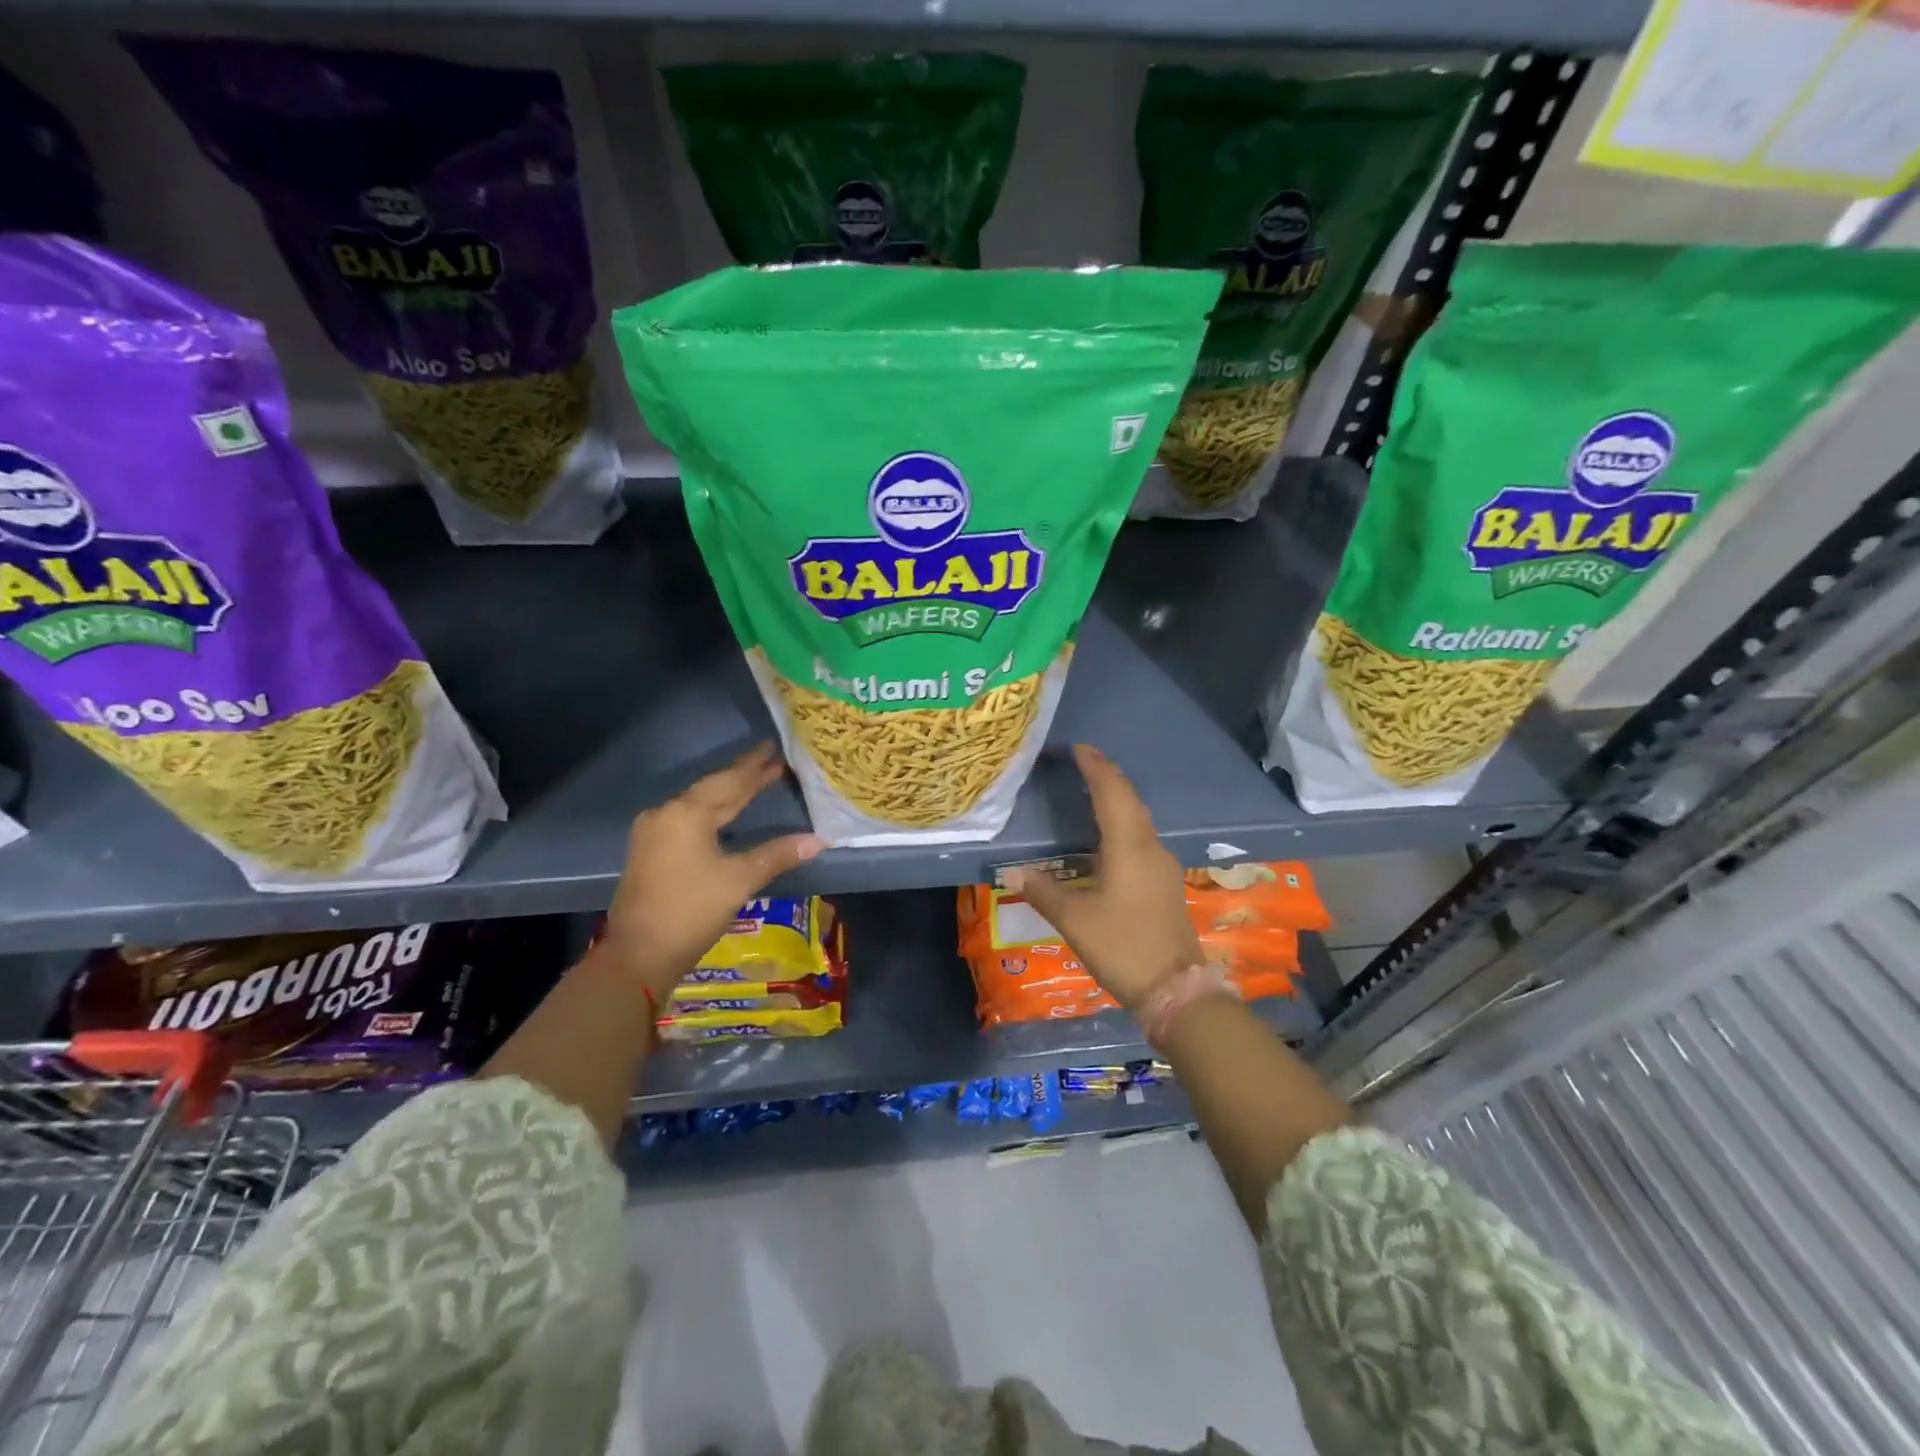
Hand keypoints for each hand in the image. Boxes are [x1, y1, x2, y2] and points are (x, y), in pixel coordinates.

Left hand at [600, 742, 823, 1000]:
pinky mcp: (650, 851)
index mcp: (687, 814)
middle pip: (712, 789)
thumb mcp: (739, 880)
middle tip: (771, 760)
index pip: (730, 782)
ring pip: (698, 804)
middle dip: (743, 776)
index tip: (775, 748)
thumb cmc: (691, 911)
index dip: (755, 767)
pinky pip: (687, 819)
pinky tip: (725, 813)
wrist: (638, 955)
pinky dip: (711, 812)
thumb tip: (819, 840)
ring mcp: (654, 833)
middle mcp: (666, 814)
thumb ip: (778, 854)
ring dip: (727, 793)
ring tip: (753, 782)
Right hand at [1005, 745, 1200, 1011]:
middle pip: (1130, 800)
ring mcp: (1163, 866)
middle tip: (1083, 763)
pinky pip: (1142, 838)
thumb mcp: (1075, 920)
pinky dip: (1124, 824)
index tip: (1079, 748)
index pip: (1112, 793)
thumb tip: (1012, 871)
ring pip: (1139, 819)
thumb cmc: (1123, 947)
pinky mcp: (1165, 883)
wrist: (1176, 989)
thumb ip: (1044, 892)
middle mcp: (1150, 847)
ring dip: (1118, 800)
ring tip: (1093, 792)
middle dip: (1108, 778)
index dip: (1096, 767)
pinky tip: (1110, 837)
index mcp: (1129, 847)